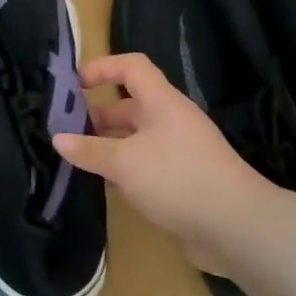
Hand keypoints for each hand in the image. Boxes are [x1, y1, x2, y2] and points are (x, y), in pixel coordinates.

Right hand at [53, 54, 277, 271]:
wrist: (238, 228)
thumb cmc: (178, 179)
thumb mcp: (124, 162)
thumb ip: (89, 150)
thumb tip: (58, 139)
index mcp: (162, 103)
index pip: (132, 67)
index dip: (102, 67)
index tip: (73, 85)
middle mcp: (171, 121)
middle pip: (130, 105)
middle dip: (98, 115)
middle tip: (66, 131)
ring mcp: (179, 151)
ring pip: (136, 138)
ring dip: (108, 145)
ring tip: (78, 160)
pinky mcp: (182, 180)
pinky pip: (145, 164)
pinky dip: (123, 170)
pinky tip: (104, 185)